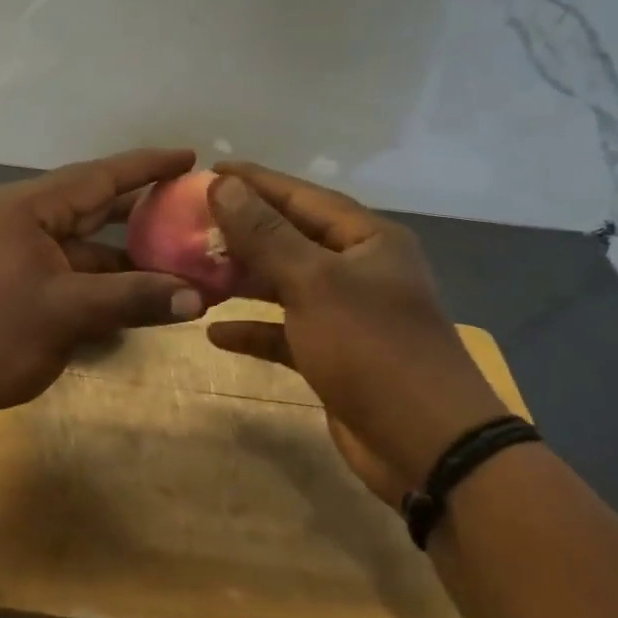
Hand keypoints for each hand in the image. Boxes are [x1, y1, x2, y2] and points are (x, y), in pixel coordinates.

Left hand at [0, 149, 206, 436]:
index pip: (100, 176)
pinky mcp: (18, 287)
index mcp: (29, 208)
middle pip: (95, 207)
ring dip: (128, 256)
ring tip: (181, 259)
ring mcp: (18, 255)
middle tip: (194, 211)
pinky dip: (105, 283)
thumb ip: (134, 298)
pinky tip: (140, 296)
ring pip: (86, 246)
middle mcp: (23, 221)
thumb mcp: (67, 313)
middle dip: (144, 212)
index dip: (148, 166)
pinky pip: (73, 274)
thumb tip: (200, 296)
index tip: (191, 157)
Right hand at [205, 163, 507, 507]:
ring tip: (195, 270)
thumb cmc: (373, 349)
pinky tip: (214, 331)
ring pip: (285, 285)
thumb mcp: (315, 283)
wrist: (426, 446)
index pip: (302, 196)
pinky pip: (285, 332)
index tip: (208, 170)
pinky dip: (254, 330)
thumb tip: (223, 185)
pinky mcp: (333, 356)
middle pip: (291, 239)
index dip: (255, 182)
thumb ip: (266, 235)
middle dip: (243, 231)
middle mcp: (359, 270)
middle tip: (190, 222)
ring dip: (243, 280)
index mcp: (367, 240)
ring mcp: (346, 315)